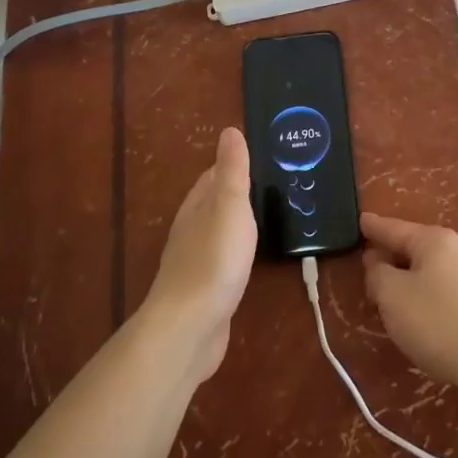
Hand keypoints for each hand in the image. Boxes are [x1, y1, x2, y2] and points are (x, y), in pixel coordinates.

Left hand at [143, 127, 257, 381]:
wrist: (189, 327)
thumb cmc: (214, 259)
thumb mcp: (230, 206)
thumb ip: (233, 171)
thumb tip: (229, 131)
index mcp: (197, 207)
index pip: (212, 176)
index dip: (231, 165)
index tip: (258, 156)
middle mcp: (191, 230)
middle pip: (212, 203)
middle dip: (235, 193)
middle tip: (268, 186)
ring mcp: (194, 262)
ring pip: (216, 232)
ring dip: (235, 224)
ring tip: (263, 218)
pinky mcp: (203, 291)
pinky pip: (221, 261)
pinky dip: (234, 253)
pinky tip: (246, 260)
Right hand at [361, 212, 457, 388]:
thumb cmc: (435, 321)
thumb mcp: (392, 295)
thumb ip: (377, 273)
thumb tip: (377, 263)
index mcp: (435, 240)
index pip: (395, 228)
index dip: (374, 227)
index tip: (360, 220)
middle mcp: (457, 249)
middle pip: (414, 248)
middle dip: (390, 256)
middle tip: (368, 267)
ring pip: (429, 269)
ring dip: (407, 278)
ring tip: (389, 294)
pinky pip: (443, 288)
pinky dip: (425, 293)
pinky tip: (418, 312)